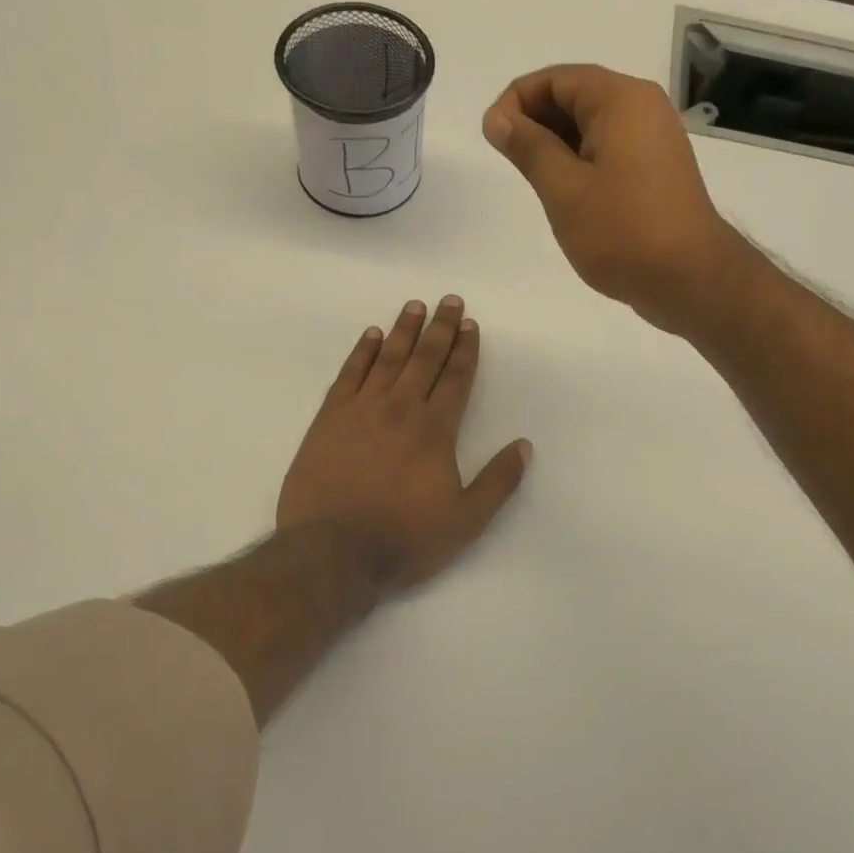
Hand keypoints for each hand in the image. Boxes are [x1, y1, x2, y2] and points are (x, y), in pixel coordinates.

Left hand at [277, 296, 531, 592]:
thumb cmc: (404, 539)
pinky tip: (370, 336)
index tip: (471, 325)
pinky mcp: (329, 419)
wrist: (332, 552)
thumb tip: (524, 446)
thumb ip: (498, 481)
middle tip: (449, 300)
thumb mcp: (466, 521)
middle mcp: (400, 408)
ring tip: (414, 306)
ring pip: (387, 358)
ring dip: (403, 330)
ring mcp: (361, 410)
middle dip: (440, 328)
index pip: (456, 379)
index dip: (466, 350)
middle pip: (425, 358)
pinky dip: (361, 352)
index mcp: (435, 430)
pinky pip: (349, 374)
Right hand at [483, 64, 748, 333]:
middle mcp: (643, 107)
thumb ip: (528, 147)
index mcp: (620, 100)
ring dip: (557, 144)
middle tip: (511, 164)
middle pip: (575, 95)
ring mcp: (655, 138)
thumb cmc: (622, 231)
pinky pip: (610, 147)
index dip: (515, 101)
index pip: (555, 78)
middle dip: (535, 122)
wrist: (690, 279)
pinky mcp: (658, 167)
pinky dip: (581, 159)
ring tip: (536, 183)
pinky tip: (566, 193)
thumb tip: (498, 119)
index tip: (493, 139)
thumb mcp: (563, 189)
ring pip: (592, 124)